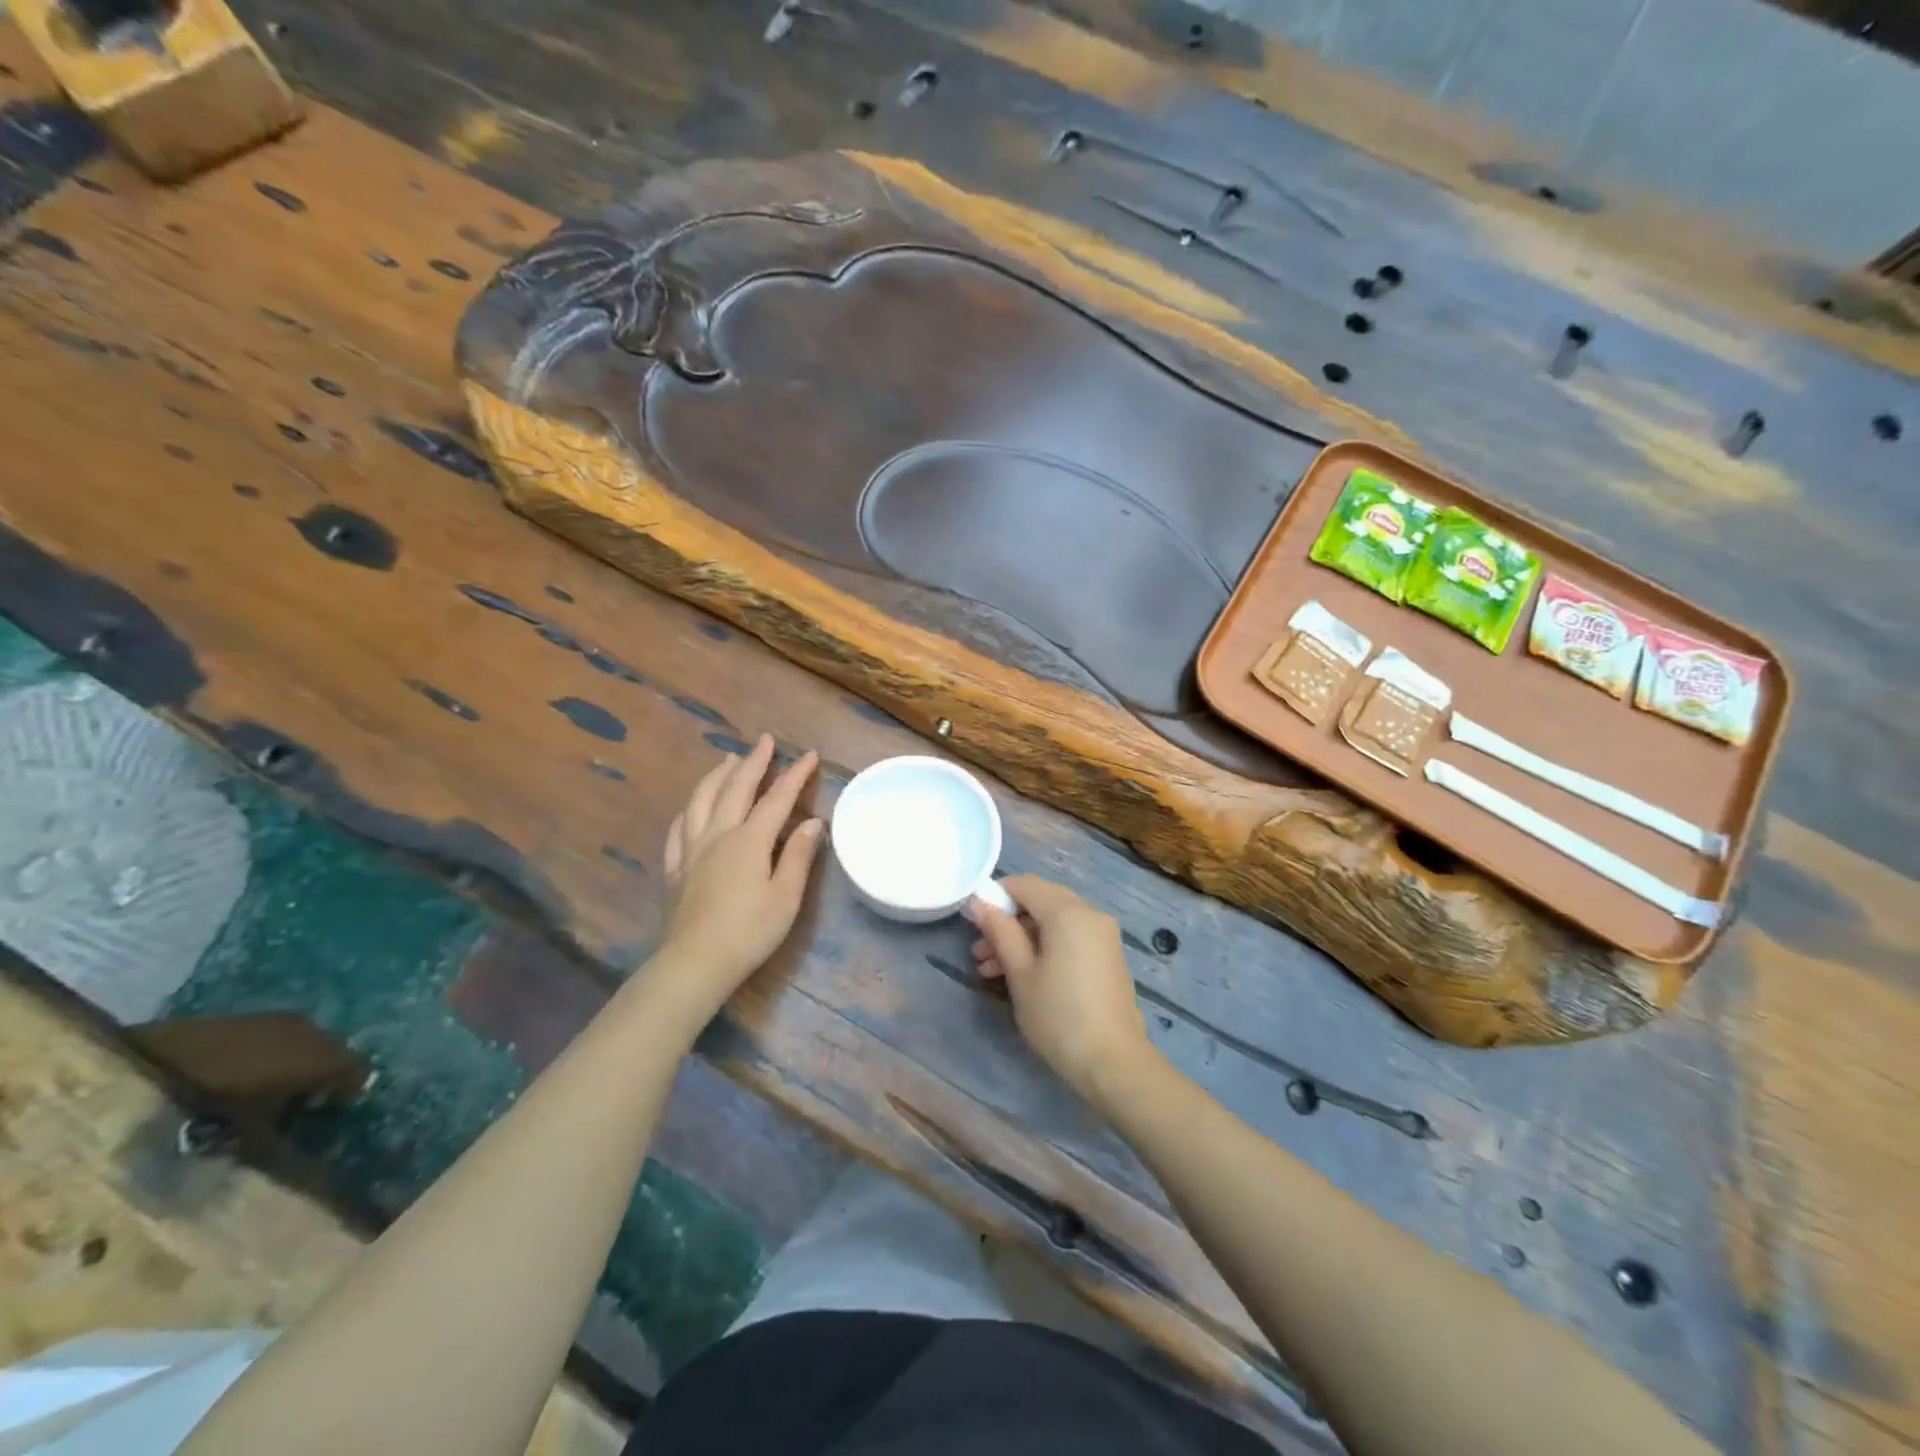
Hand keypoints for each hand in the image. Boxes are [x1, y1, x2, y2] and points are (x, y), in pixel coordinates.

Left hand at [657, 734, 822, 1013]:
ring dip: (717, 775)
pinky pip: (678, 828)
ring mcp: (691, 850)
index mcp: (749, 840)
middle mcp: (718, 834)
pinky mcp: (675, 868)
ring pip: (701, 800)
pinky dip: (688, 809)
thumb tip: (813, 822)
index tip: (810, 755)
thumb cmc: (749, 931)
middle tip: (765, 741)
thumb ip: (798, 856)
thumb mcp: (785, 897)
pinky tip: (691, 807)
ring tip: (727, 759)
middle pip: (735, 788)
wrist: (695, 963)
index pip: (777, 798)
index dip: (795, 775)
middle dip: (753, 762)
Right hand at [969, 875, 1150, 1099]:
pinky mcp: (1107, 956)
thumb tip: (980, 901)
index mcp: (1068, 912)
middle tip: (979, 952)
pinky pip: (1070, 937)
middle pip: (1041, 901)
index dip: (996, 896)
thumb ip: (1000, 931)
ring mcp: (1103, 935)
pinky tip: (1021, 975)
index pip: (1025, 885)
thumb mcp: (1020, 974)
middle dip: (1007, 921)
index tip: (973, 921)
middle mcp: (1090, 914)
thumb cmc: (1058, 1016)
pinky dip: (1045, 947)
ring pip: (1054, 922)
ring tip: (990, 970)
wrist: (1114, 1062)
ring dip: (1022, 938)